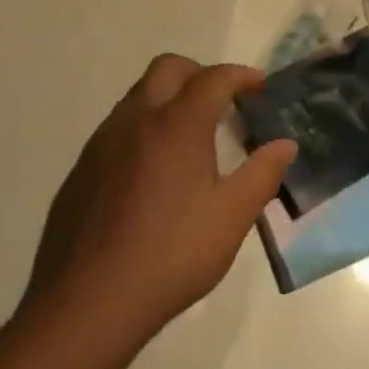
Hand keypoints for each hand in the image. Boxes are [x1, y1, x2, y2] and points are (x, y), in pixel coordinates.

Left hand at [24, 54, 296, 344]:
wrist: (89, 299)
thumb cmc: (171, 254)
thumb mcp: (231, 218)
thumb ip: (262, 174)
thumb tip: (285, 144)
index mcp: (177, 124)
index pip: (214, 78)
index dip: (241, 76)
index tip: (260, 86)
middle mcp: (137, 118)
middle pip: (169, 68)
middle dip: (200, 74)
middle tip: (223, 103)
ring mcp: (104, 139)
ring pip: (140, 94)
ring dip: (169, 98)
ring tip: (191, 137)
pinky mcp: (83, 165)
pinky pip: (119, 126)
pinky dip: (144, 127)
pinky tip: (153, 171)